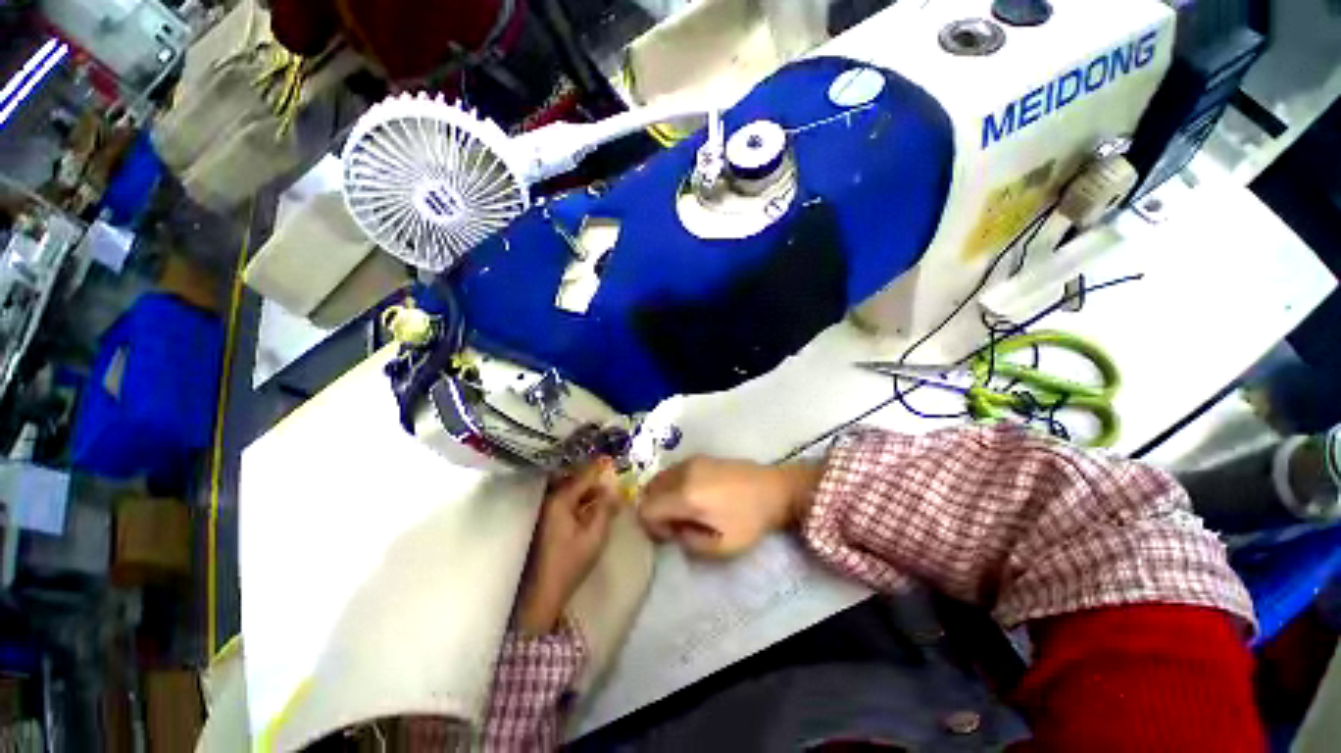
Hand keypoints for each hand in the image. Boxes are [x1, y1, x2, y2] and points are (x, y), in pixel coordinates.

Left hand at [517, 458, 620, 635]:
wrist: (542, 595)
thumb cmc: (570, 564)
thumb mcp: (595, 536)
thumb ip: (606, 509)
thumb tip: (615, 489)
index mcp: (560, 501)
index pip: (584, 476)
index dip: (601, 470)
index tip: (616, 464)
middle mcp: (549, 501)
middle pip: (575, 482)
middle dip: (595, 481)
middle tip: (614, 482)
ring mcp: (545, 511)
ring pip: (570, 492)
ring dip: (588, 491)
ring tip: (607, 495)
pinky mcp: (545, 522)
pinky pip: (565, 502)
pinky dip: (579, 501)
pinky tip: (592, 508)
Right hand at [638, 457, 822, 558]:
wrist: (774, 488)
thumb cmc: (750, 520)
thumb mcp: (722, 546)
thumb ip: (689, 543)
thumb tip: (674, 530)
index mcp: (686, 496)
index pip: (647, 509)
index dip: (652, 526)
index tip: (673, 534)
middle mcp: (682, 473)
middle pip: (648, 491)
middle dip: (655, 510)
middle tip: (677, 523)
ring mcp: (690, 461)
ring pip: (658, 479)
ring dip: (662, 496)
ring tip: (684, 509)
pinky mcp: (698, 457)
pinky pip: (671, 470)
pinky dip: (671, 485)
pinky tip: (692, 494)